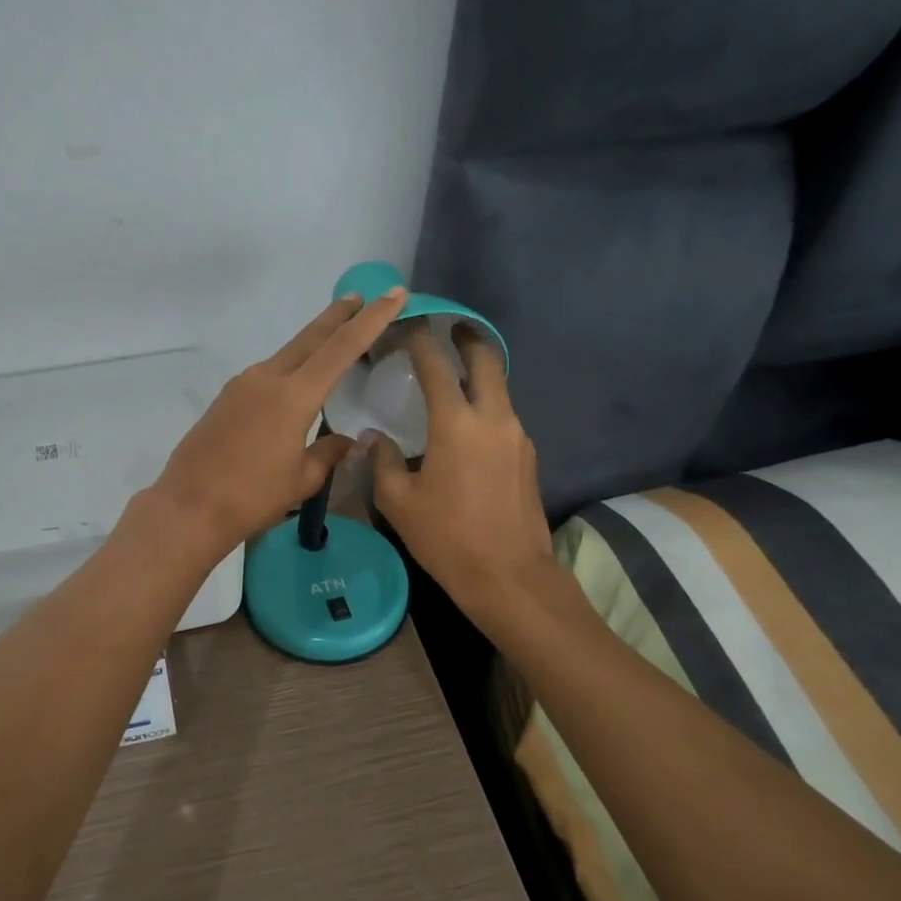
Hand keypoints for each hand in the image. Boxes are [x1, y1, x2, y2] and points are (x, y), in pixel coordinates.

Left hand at [149, 286, 408, 556]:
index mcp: (294, 395)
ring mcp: (242, 384)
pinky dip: (290, 368)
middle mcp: (268, 378)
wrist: (189, 507)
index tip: (392, 294)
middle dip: (339, 316)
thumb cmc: (252, 497)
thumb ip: (329, 453)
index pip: (342, 347)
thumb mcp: (302, 479)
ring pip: (287, 354)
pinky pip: (267, 373)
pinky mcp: (226, 397)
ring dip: (312, 343)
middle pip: (311, 337)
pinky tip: (295, 383)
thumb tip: (349, 442)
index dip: (371, 319)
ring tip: (334, 338)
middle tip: (361, 297)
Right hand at [368, 322, 555, 620]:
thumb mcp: (398, 501)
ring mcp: (517, 437)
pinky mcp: (528, 457)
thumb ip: (383, 461)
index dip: (420, 339)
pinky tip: (467, 423)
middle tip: (451, 327)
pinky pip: (504, 416)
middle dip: (468, 339)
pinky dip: (486, 404)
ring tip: (454, 376)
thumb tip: (373, 438)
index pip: (436, 366)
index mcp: (456, 424)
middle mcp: (493, 419)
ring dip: (479, 373)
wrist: (509, 577)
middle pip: (486, 361)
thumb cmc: (446, 537)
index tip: (408, 322)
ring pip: (499, 388)